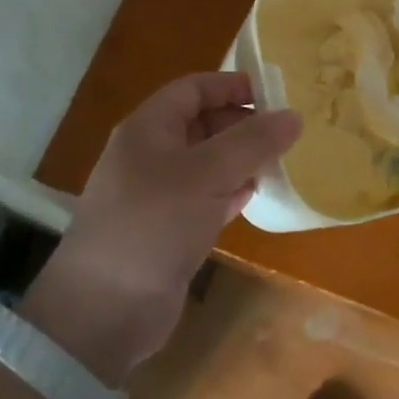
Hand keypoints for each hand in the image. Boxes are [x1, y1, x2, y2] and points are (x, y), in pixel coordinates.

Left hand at [21, 73, 299, 385]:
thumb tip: (294, 116)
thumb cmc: (153, 225)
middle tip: (284, 132)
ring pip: (206, 162)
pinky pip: (204, 197)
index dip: (232, 85)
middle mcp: (150, 154)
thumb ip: (252, 142)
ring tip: (279, 161)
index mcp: (148, 128)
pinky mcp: (166, 230)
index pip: (194, 89)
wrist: (103, 313)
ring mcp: (156, 194)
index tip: (274, 94)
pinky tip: (255, 195)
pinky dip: (230, 191)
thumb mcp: (207, 174)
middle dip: (241, 124)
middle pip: (202, 123)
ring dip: (240, 160)